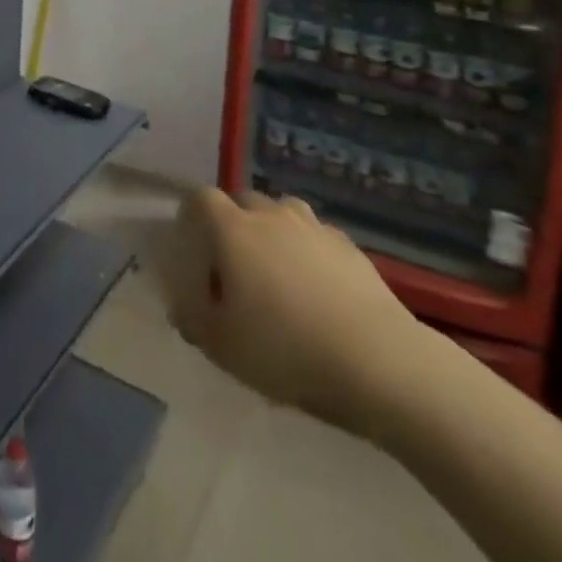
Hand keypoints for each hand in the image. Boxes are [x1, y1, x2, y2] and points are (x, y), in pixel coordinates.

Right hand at [162, 187, 442, 437]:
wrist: (378, 361)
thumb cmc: (286, 350)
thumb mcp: (224, 348)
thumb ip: (195, 322)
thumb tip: (182, 309)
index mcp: (233, 229)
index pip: (201, 199)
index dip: (192, 214)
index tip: (191, 242)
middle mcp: (271, 215)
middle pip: (242, 201)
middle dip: (232, 223)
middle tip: (233, 264)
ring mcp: (314, 227)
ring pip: (282, 213)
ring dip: (272, 232)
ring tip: (276, 272)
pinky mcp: (349, 246)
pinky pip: (315, 237)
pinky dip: (308, 251)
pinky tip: (317, 288)